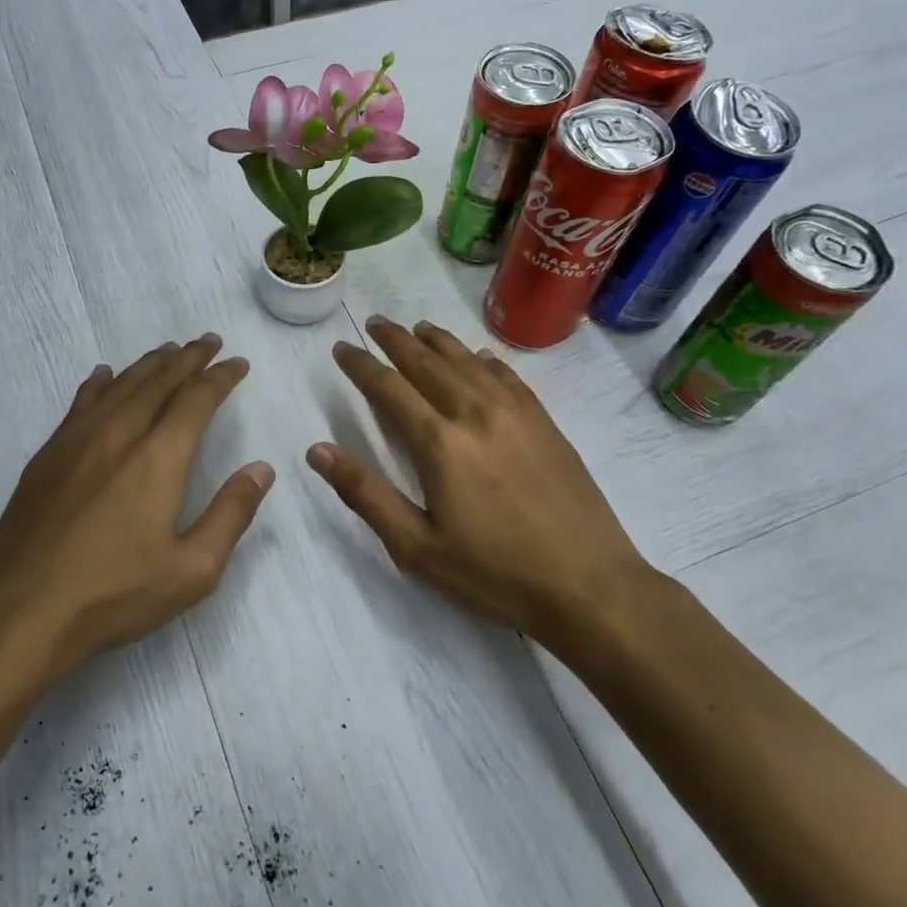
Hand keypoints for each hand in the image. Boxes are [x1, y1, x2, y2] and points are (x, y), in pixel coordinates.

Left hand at [0, 335, 273, 678]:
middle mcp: (119, 434)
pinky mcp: (47, 456)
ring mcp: (76, 441)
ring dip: (148, 364)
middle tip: (208, 342)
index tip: (237, 363)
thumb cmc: (114, 594)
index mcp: (158, 458)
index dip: (220, 377)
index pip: (196, 400)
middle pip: (158, 381)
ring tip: (168, 351)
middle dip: (188, 358)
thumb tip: (261, 469)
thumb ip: (231, 514)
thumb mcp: (192, 569)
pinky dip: (100, 383)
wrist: (21, 611)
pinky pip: (80, 403)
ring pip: (119, 385)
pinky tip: (104, 375)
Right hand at [307, 315, 662, 649]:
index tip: (343, 348)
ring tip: (418, 327)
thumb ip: (365, 494)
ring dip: (439, 341)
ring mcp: (517, 415)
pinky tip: (479, 357)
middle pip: (428, 363)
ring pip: (469, 362)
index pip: (390, 389)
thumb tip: (317, 451)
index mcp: (440, 443)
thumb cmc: (494, 572)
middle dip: (397, 340)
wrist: (588, 584)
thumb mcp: (417, 546)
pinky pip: (509, 377)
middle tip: (375, 323)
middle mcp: (476, 414)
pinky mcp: (546, 424)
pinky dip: (486, 360)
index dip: (362, 366)